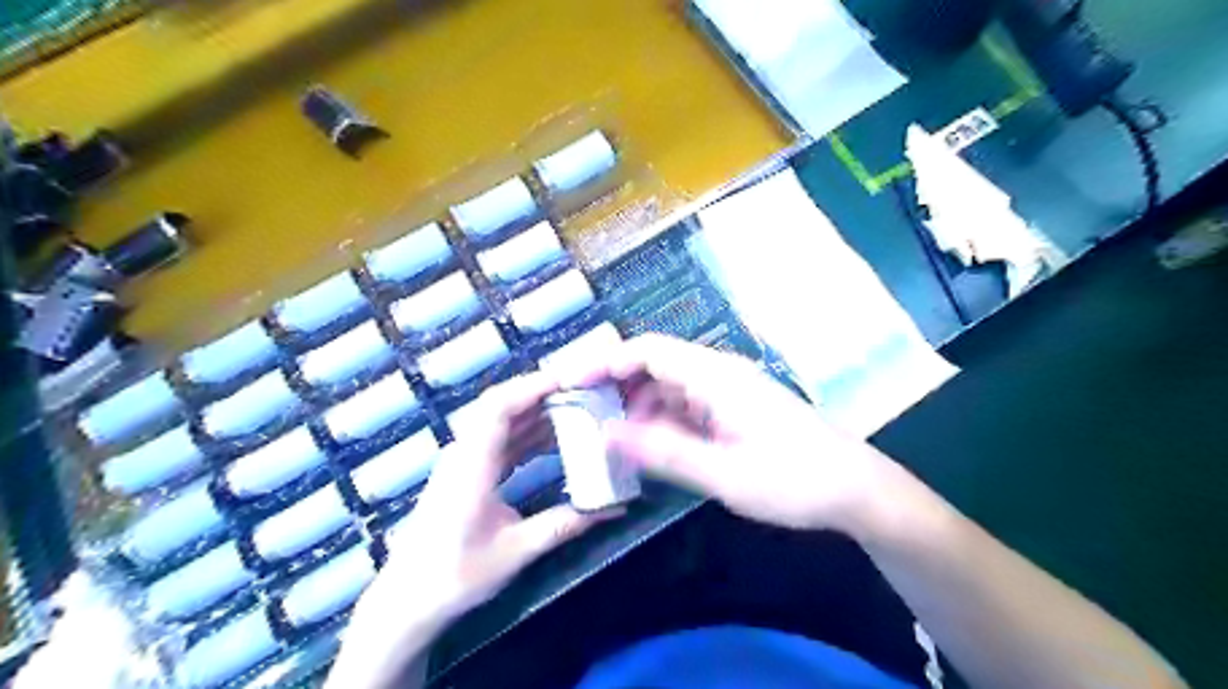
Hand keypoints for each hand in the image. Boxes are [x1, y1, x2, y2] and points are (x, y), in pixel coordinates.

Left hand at [331, 371, 599, 687]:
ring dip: (537, 414)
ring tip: (577, 410)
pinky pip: (501, 441)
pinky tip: (554, 439)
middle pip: (502, 407)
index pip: (499, 407)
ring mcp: (464, 461)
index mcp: (472, 464)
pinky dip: (528, 435)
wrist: (407, 601)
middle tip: (584, 393)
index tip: (569, 381)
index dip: (532, 387)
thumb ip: (564, 524)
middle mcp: (465, 453)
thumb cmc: (455, 575)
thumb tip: (613, 510)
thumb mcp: (516, 550)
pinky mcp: (467, 473)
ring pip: (502, 423)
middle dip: (542, 395)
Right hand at [559, 334, 898, 531]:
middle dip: (617, 385)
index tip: (570, 383)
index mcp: (715, 376)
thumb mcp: (721, 474)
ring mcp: (729, 390)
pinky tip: (651, 445)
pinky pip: (687, 404)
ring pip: (670, 385)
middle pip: (656, 363)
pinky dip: (662, 419)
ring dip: (638, 405)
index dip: (605, 362)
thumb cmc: (792, 480)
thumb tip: (606, 433)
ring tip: (612, 436)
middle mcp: (720, 373)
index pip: (648, 350)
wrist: (855, 490)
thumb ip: (661, 451)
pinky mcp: (736, 408)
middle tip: (583, 415)